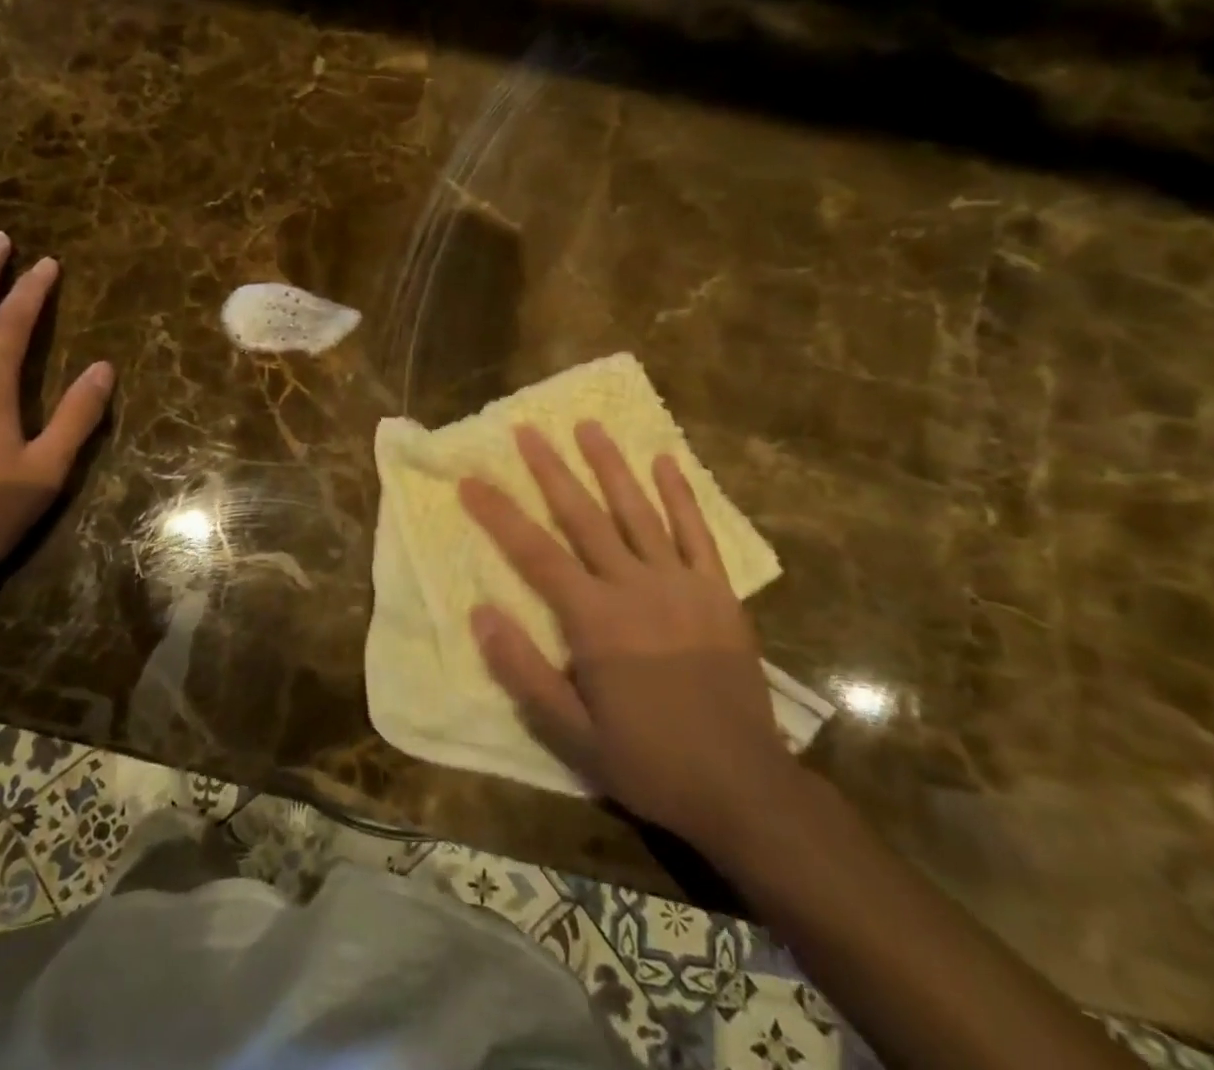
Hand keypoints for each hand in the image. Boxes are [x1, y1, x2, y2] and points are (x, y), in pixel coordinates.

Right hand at [459, 422, 794, 856]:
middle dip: (550, 470)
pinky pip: (698, 533)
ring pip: (638, 511)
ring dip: (610, 465)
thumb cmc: (649, 761)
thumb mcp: (572, 734)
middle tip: (527, 429)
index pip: (535, 553)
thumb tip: (479, 612)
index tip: (470, 479)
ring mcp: (681, 584)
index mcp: (595, 620)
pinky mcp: (718, 593)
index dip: (498, 513)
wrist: (743, 788)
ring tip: (588, 425)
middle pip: (583, 516)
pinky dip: (681, 495)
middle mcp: (635, 587)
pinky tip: (666, 461)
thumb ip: (523, 671)